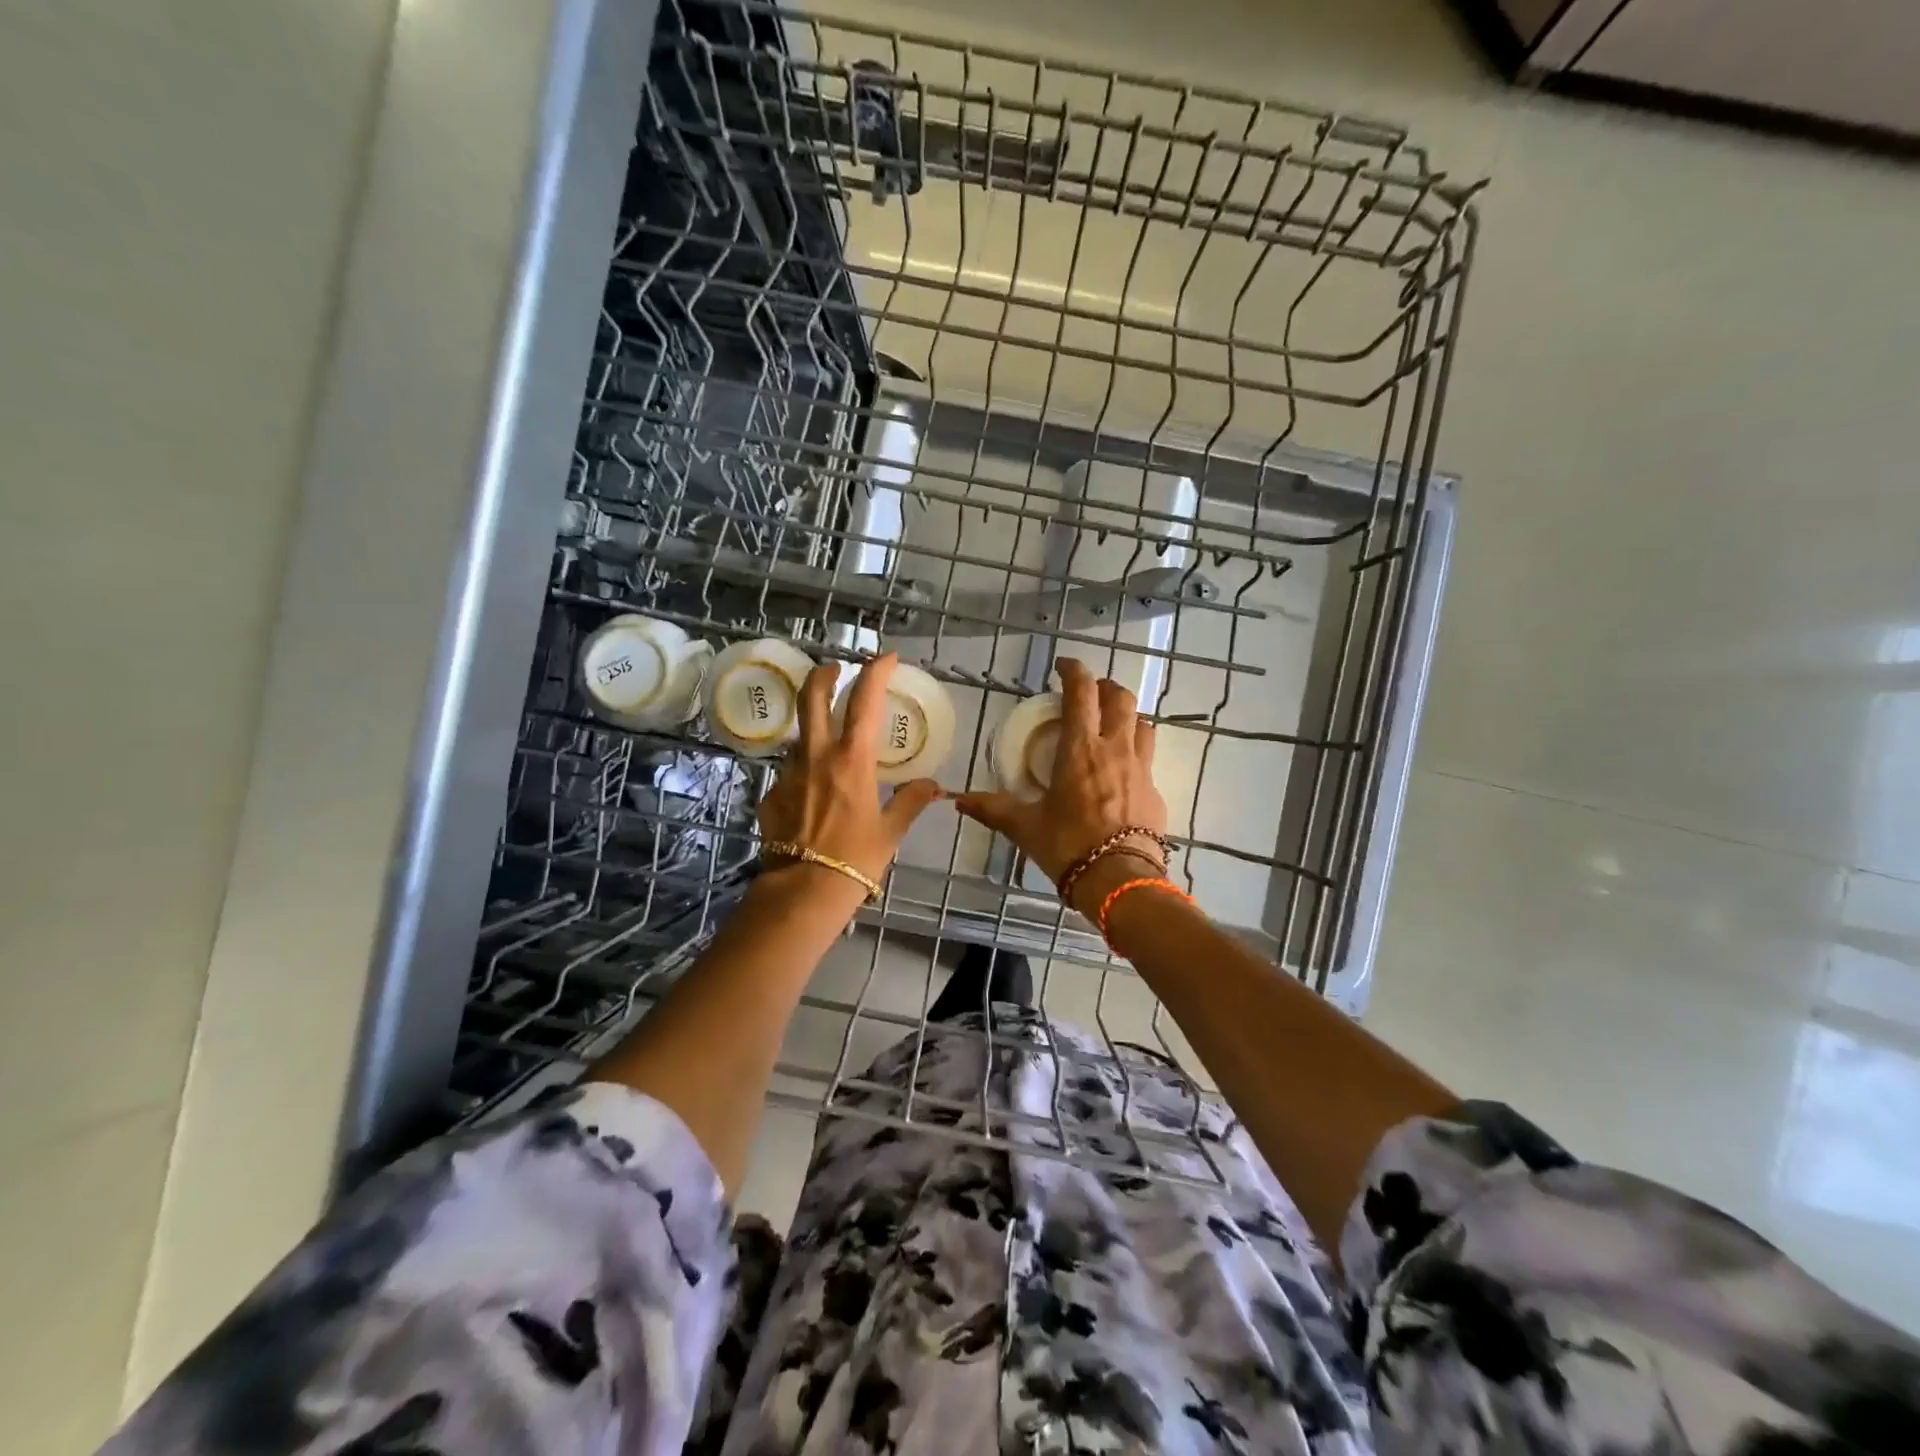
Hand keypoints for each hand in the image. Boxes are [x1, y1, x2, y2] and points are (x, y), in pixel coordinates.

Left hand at [756, 652, 941, 891]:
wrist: (803, 891)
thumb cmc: (855, 859)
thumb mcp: (891, 831)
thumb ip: (911, 801)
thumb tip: (934, 786)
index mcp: (851, 760)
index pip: (864, 700)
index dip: (875, 671)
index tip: (886, 657)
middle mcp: (816, 756)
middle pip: (812, 697)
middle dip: (823, 675)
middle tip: (835, 670)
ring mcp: (789, 773)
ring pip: (800, 736)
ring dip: (814, 729)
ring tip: (829, 746)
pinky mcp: (771, 795)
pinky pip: (789, 772)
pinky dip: (803, 772)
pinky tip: (812, 795)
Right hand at [954, 658, 1168, 908]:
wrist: (1121, 881)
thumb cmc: (1068, 846)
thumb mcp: (1025, 826)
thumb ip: (993, 809)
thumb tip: (959, 801)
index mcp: (1080, 749)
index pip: (1082, 693)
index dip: (1074, 671)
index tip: (1063, 666)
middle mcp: (1115, 749)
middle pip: (1120, 699)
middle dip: (1105, 687)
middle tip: (1089, 693)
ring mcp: (1141, 768)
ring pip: (1142, 723)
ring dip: (1126, 715)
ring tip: (1111, 724)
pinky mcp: (1156, 791)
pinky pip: (1149, 758)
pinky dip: (1135, 751)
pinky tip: (1122, 771)